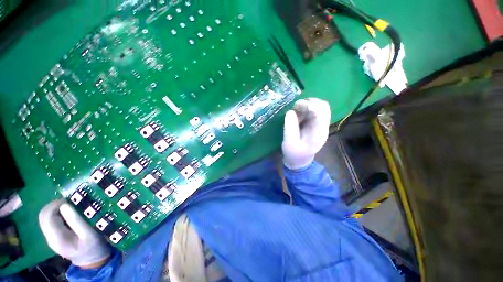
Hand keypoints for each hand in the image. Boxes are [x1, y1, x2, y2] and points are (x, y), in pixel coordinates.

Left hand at [39, 199, 110, 268]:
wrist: (92, 261)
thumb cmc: (93, 246)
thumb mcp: (89, 234)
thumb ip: (76, 221)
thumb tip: (65, 205)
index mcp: (56, 238)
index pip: (47, 216)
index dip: (56, 204)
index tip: (71, 200)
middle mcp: (49, 238)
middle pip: (43, 216)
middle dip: (55, 206)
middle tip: (71, 202)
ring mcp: (50, 238)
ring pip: (45, 218)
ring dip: (56, 210)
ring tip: (71, 208)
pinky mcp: (54, 237)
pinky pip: (50, 221)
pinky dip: (57, 214)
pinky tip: (68, 215)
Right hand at [282, 98, 330, 169]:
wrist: (299, 160)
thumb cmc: (294, 153)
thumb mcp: (289, 142)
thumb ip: (290, 127)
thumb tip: (290, 112)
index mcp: (319, 132)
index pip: (322, 112)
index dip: (310, 105)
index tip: (296, 107)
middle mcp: (322, 126)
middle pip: (323, 106)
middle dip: (309, 103)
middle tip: (295, 107)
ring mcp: (319, 124)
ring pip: (319, 106)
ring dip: (306, 105)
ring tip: (295, 110)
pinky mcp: (314, 123)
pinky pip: (313, 110)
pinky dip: (305, 108)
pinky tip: (297, 113)